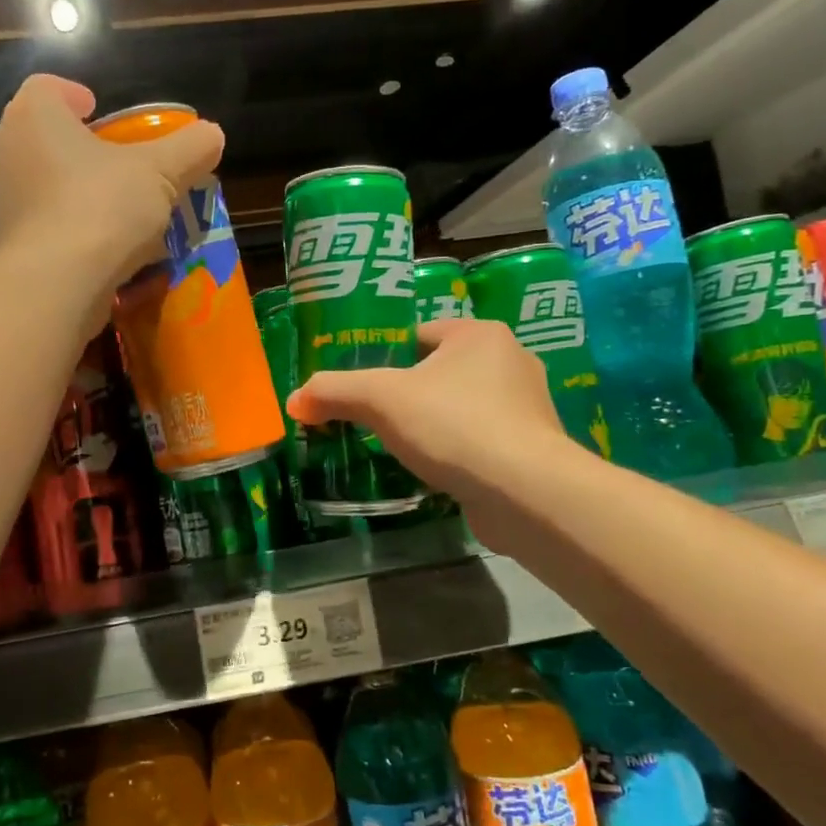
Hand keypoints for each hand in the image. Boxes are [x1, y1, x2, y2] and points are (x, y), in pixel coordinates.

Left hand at [0, 75, 224, 286]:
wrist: (54, 285)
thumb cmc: (102, 208)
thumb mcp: (160, 174)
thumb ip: (189, 149)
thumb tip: (212, 134)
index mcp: (32, 117)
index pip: (46, 88)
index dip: (74, 96)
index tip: (100, 113)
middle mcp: (2, 152)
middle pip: (41, 139)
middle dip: (77, 150)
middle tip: (114, 167)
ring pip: (38, 187)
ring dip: (70, 194)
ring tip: (111, 215)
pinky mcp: (3, 248)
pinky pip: (38, 229)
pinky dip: (63, 233)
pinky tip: (96, 252)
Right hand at [287, 319, 581, 530]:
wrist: (524, 492)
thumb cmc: (453, 425)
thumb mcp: (380, 399)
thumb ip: (333, 392)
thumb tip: (294, 401)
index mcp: (480, 334)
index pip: (420, 334)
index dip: (386, 355)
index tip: (363, 385)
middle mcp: (511, 361)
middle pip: (441, 371)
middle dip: (409, 393)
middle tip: (373, 417)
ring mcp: (527, 407)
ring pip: (462, 407)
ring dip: (434, 423)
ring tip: (400, 445)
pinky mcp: (531, 448)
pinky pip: (480, 440)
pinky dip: (456, 451)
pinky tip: (434, 470)